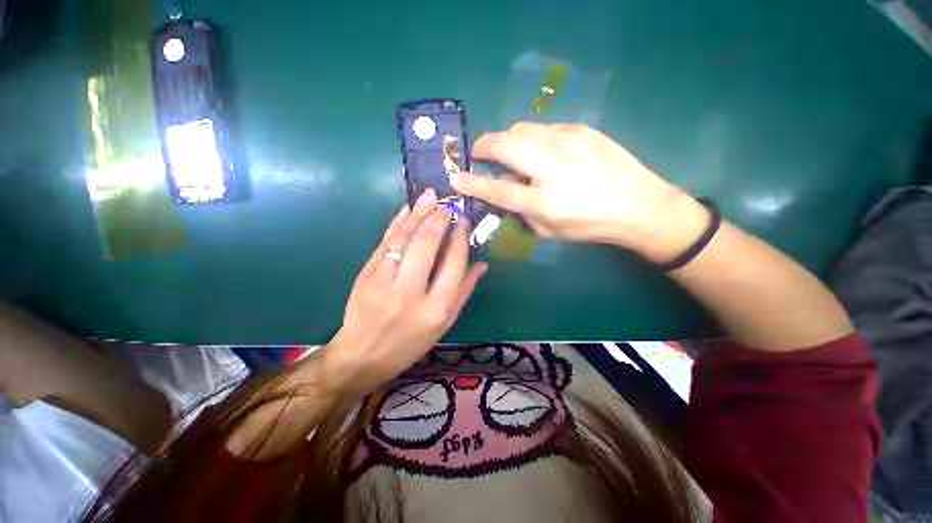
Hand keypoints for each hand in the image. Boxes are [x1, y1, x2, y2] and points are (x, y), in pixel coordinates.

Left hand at [321, 190, 486, 396]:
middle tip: (447, 204)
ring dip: (417, 214)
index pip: (453, 264)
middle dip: (438, 219)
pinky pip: (385, 243)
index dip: (460, 238)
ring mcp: (383, 282)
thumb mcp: (444, 324)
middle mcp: (410, 293)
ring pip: (403, 239)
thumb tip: (481, 263)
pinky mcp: (365, 275)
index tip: (464, 221)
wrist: (362, 355)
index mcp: (436, 309)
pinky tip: (407, 210)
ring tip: (429, 196)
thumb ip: (464, 291)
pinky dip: (396, 224)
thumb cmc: (410, 343)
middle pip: (426, 246)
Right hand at [450, 123, 708, 262]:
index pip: (497, 188)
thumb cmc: (591, 226)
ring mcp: (569, 142)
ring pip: (522, 128)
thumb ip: (521, 210)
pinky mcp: (582, 129)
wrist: (640, 205)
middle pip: (505, 144)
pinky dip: (534, 138)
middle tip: (480, 154)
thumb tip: (505, 188)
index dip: (472, 183)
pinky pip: (545, 128)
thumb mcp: (549, 230)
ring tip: (513, 154)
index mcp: (544, 200)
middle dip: (484, 146)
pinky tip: (544, 152)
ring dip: (508, 140)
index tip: (455, 177)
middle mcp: (552, 167)